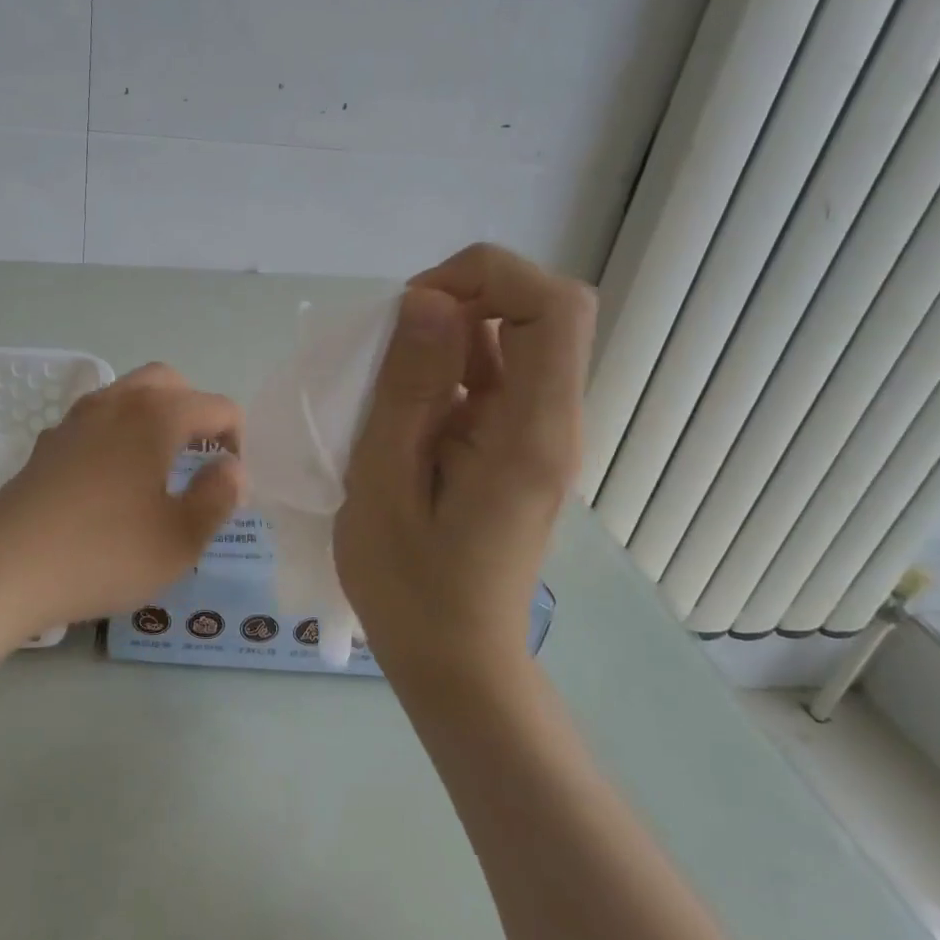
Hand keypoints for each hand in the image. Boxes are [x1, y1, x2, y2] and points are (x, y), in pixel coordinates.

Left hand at [0, 362, 245, 643]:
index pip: (217, 406)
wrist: (3, 571)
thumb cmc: (103, 554)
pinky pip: (94, 420)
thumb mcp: (179, 539)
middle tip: (201, 458)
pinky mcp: (46, 444)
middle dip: (195, 411)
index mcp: (156, 416)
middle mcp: (116, 402)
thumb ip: (218, 497)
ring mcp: (74, 419)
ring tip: (160, 466)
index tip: (231, 483)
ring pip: (127, 393)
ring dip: (154, 416)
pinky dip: (116, 432)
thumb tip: (233, 469)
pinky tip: (110, 479)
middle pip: (169, 382)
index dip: (237, 440)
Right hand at [334, 243, 594, 677]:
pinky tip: (401, 407)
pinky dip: (446, 369)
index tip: (414, 309)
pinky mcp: (517, 446)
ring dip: (448, 336)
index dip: (487, 278)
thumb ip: (408, 387)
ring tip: (385, 379)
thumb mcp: (384, 481)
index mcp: (532, 431)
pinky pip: (492, 378)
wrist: (455, 661)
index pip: (555, 306)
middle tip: (390, 343)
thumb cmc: (409, 585)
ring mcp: (538, 433)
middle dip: (461, 299)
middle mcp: (553, 421)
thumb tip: (427, 298)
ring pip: (512, 340)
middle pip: (540, 311)